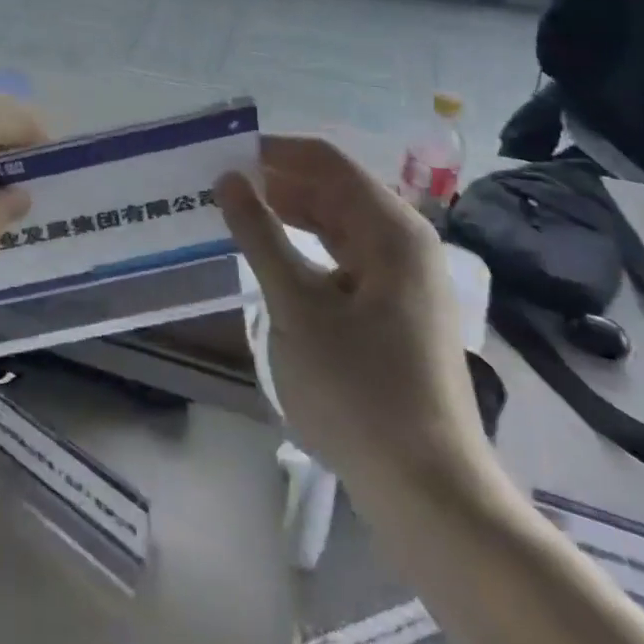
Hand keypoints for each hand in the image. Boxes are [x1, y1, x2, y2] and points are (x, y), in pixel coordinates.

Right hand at [216, 136, 488, 491]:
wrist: (428, 492)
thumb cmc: (358, 389)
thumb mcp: (295, 305)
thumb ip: (259, 234)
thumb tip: (228, 178)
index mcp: (391, 229)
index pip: (325, 160)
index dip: (272, 151)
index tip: (221, 154)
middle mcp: (403, 242)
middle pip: (332, 188)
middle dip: (275, 182)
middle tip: (216, 185)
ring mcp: (402, 277)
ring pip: (336, 223)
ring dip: (286, 214)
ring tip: (232, 214)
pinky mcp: (394, 309)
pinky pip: (343, 257)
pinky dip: (304, 248)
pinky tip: (268, 257)